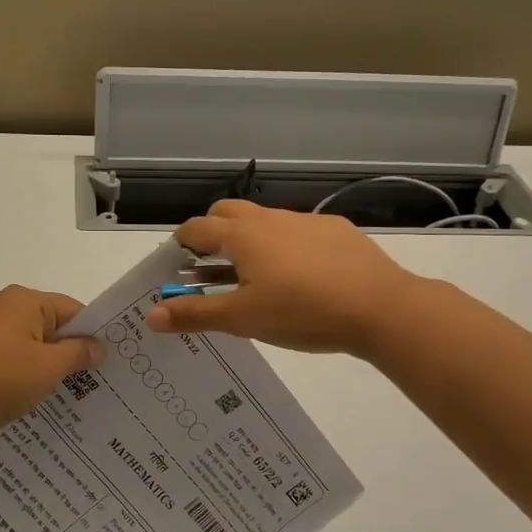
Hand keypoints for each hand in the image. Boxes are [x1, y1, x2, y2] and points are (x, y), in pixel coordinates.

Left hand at [0, 286, 102, 448]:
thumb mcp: (47, 367)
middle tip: (104, 384)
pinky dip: (31, 380)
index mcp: (25, 301)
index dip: (96, 335)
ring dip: (54, 371)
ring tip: (79, 399)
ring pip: (36, 350)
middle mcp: (7, 310)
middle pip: (55, 329)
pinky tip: (45, 404)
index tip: (116, 363)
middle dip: (76, 355)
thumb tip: (98, 346)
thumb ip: (78, 354)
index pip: (75, 310)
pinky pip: (17, 364)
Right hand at [144, 200, 422, 356]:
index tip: (174, 265)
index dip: (179, 245)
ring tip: (249, 277)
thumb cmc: (302, 312)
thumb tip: (151, 315)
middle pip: (227, 213)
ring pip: (264, 222)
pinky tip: (297, 278)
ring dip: (247, 241)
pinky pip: (296, 232)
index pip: (197, 228)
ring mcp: (306, 222)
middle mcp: (270, 219)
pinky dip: (282, 247)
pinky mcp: (336, 232)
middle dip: (211, 233)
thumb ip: (196, 314)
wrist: (381, 308)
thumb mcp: (243, 319)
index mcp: (243, 236)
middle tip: (207, 267)